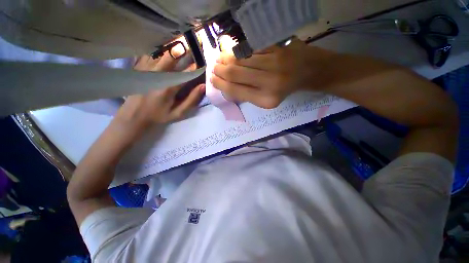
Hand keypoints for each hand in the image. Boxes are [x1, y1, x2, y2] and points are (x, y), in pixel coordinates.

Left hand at [116, 52, 204, 129]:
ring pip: (160, 52)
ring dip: (172, 46)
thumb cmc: (159, 115)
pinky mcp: (139, 68)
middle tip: (193, 44)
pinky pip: (150, 53)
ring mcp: (147, 69)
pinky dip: (159, 48)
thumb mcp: (178, 113)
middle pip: (172, 57)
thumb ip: (191, 100)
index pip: (186, 73)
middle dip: (184, 50)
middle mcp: (157, 75)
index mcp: (169, 88)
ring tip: (182, 41)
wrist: (134, 115)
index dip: (195, 67)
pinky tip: (165, 47)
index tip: (203, 62)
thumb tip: (203, 86)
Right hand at [211, 39, 333, 107]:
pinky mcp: (275, 47)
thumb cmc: (285, 90)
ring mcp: (273, 62)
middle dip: (220, 70)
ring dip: (225, 59)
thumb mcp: (267, 100)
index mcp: (266, 99)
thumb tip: (227, 86)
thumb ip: (247, 95)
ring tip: (219, 60)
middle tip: (213, 68)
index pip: (236, 90)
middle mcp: (269, 82)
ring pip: (240, 59)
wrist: (309, 71)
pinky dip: (237, 52)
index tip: (212, 79)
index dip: (221, 84)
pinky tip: (231, 53)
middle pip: (235, 73)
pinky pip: (249, 49)